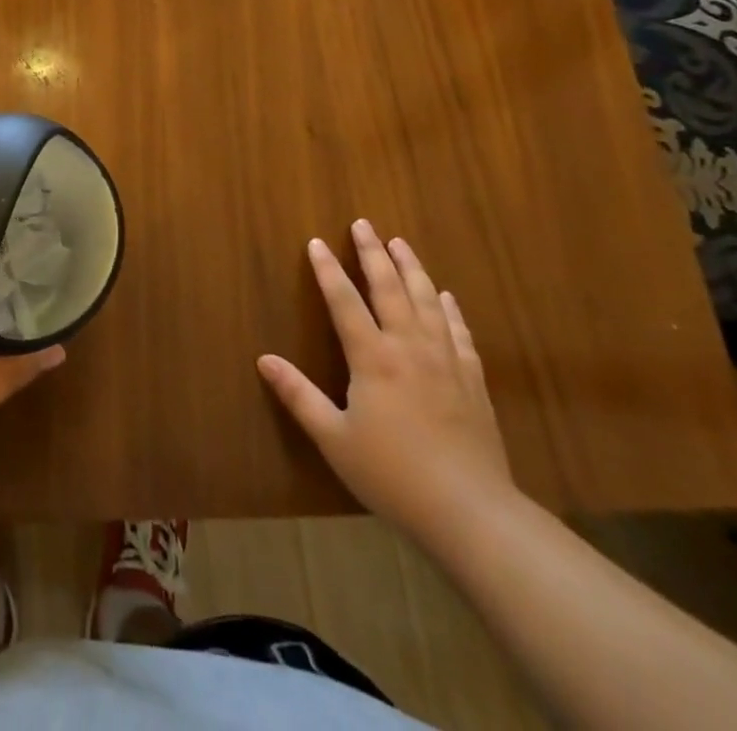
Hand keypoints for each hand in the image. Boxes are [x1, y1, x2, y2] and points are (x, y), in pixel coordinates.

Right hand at [258, 221, 513, 544]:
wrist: (471, 512)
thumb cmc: (393, 474)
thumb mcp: (334, 438)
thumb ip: (298, 396)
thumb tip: (263, 360)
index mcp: (373, 358)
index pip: (344, 301)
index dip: (328, 270)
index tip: (317, 242)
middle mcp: (409, 347)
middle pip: (390, 288)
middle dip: (373, 253)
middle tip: (364, 224)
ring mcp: (445, 361)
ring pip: (427, 301)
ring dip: (412, 268)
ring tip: (401, 243)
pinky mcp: (472, 381)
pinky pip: (459, 332)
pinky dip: (450, 309)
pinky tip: (446, 296)